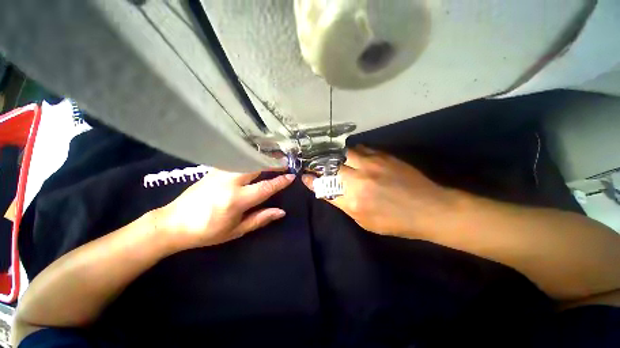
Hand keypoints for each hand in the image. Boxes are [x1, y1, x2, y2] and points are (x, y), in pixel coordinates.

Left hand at [156, 168, 294, 251]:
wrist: (173, 222)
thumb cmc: (207, 231)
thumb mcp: (236, 231)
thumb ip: (260, 219)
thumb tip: (281, 212)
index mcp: (236, 200)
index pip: (265, 187)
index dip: (280, 181)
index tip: (291, 176)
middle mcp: (230, 182)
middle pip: (256, 166)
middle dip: (272, 163)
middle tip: (284, 162)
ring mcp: (220, 173)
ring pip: (246, 160)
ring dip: (262, 159)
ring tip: (273, 160)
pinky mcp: (214, 170)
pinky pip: (236, 161)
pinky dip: (249, 158)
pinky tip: (254, 160)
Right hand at [302, 146, 451, 237]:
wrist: (430, 208)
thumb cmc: (395, 222)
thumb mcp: (364, 221)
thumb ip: (343, 204)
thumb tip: (328, 192)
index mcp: (354, 201)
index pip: (325, 188)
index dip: (312, 181)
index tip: (305, 176)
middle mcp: (359, 179)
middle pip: (331, 166)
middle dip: (322, 166)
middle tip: (318, 165)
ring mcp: (372, 164)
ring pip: (345, 153)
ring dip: (338, 157)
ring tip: (337, 160)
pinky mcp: (383, 155)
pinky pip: (361, 148)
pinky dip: (353, 152)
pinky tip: (355, 157)